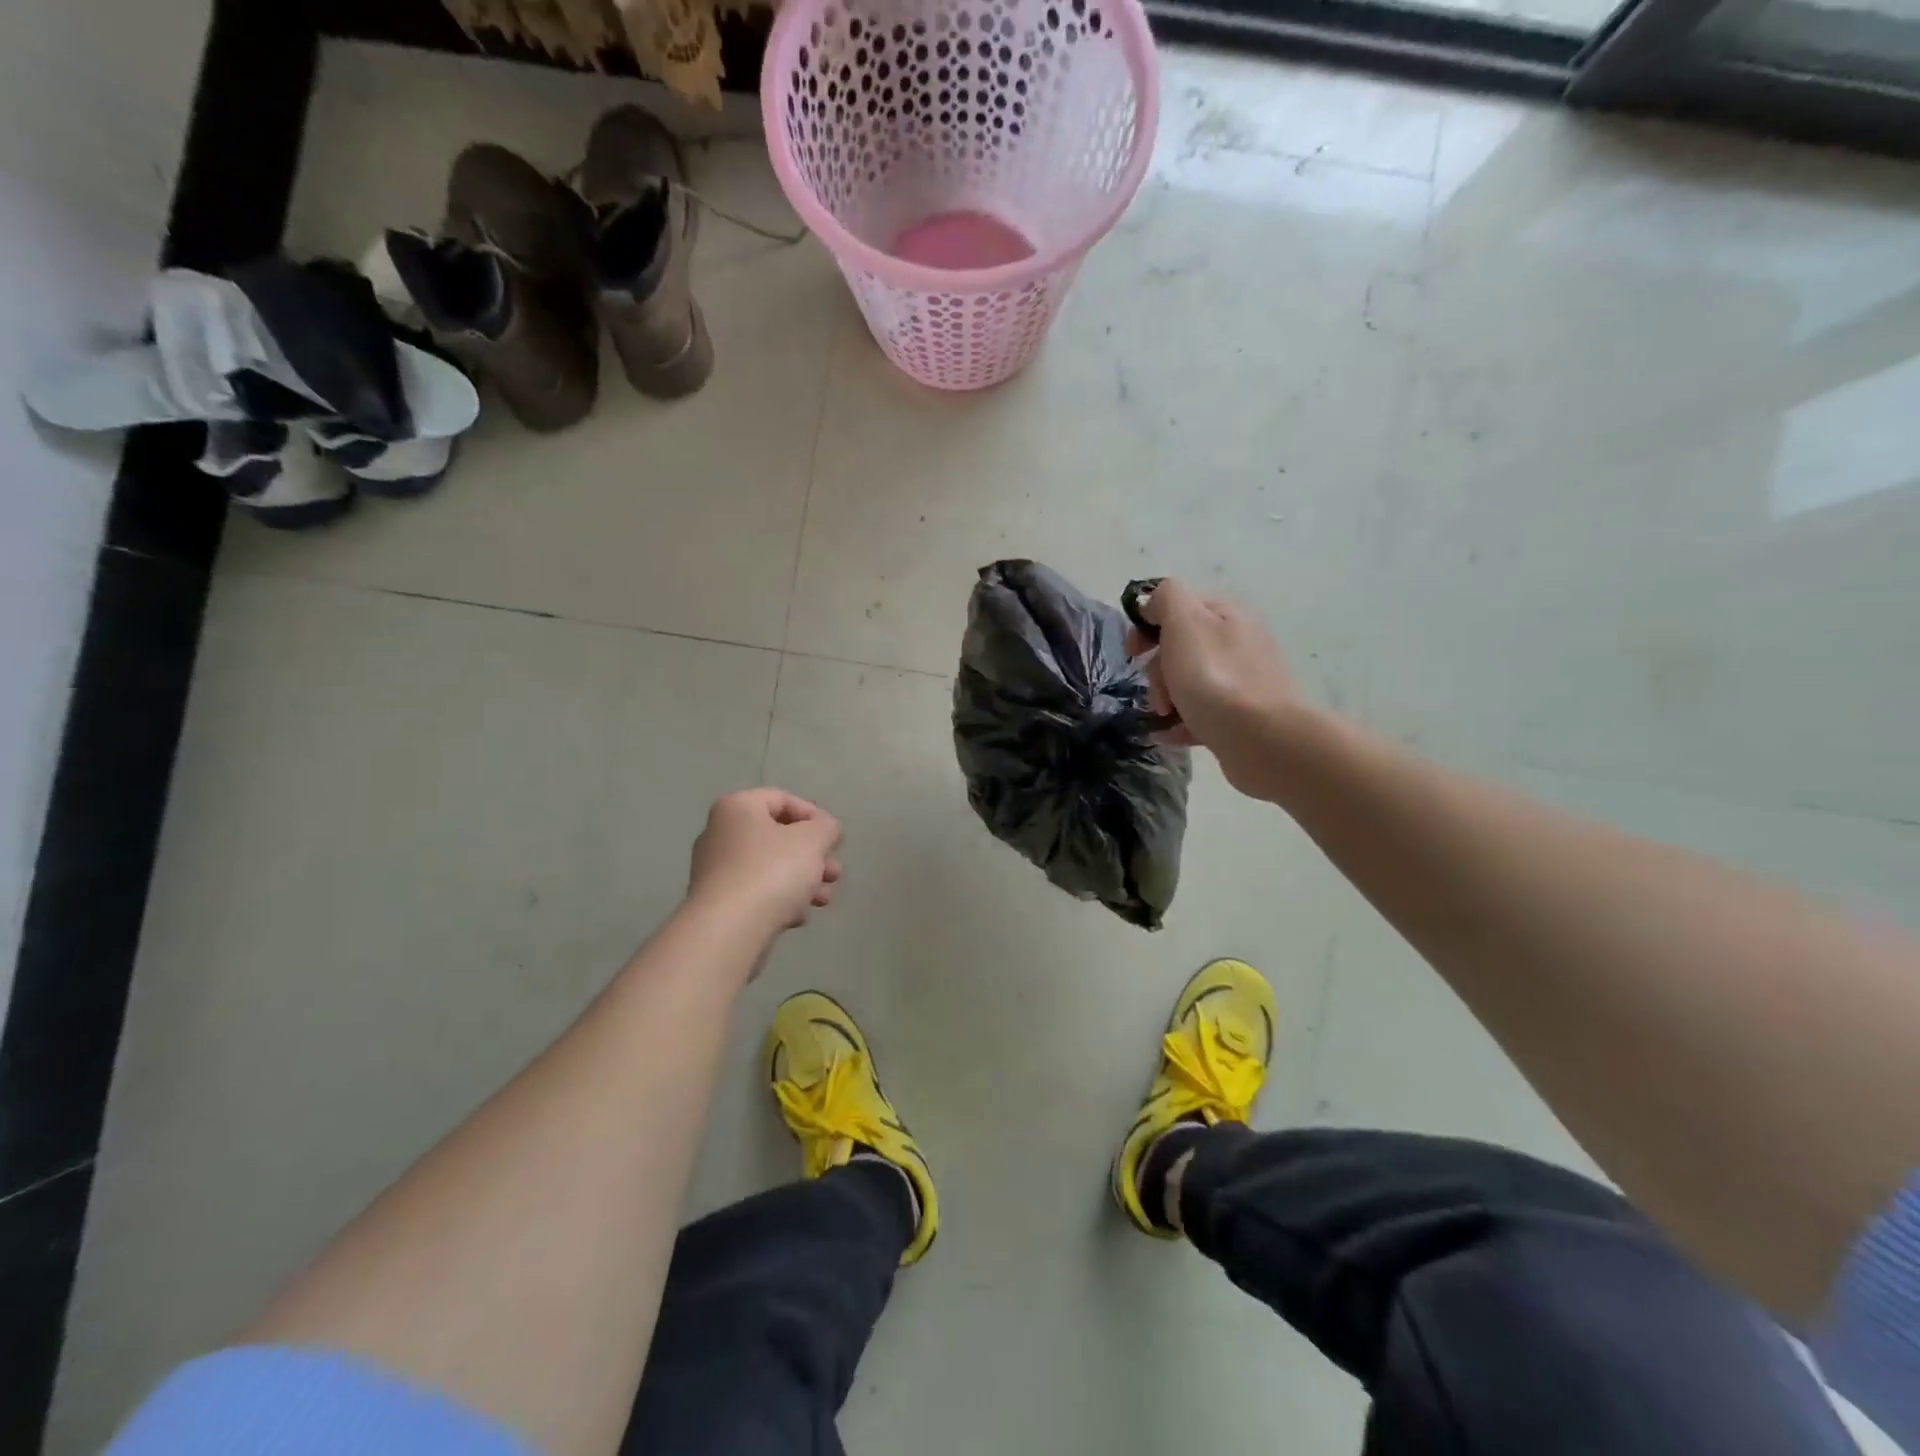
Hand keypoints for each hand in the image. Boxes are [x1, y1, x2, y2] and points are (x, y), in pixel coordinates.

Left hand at [688, 789, 843, 933]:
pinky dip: (780, 900)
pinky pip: (756, 893)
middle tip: (834, 874)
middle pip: (778, 837)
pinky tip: (797, 917)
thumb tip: (826, 829)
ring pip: (770, 868)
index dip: (814, 816)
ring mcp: (715, 870)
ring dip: (803, 881)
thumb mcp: (813, 840)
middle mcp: (720, 833)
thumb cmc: (772, 871)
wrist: (728, 930)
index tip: (834, 839)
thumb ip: (827, 828)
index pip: (782, 799)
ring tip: (823, 900)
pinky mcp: (717, 903)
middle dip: (813, 856)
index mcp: (738, 808)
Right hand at [1127, 578, 1299, 800]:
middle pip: (1181, 647)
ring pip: (1188, 681)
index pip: (1177, 606)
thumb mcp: (1185, 623)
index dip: (1148, 625)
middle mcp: (1239, 642)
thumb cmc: (1214, 678)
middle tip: (1157, 690)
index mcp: (1227, 614)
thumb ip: (1167, 598)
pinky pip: (1200, 712)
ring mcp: (1243, 680)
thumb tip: (1154, 603)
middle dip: (1157, 668)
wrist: (1261, 739)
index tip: (1133, 652)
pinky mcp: (1242, 716)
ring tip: (1164, 716)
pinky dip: (1180, 721)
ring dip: (1166, 697)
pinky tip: (1166, 734)